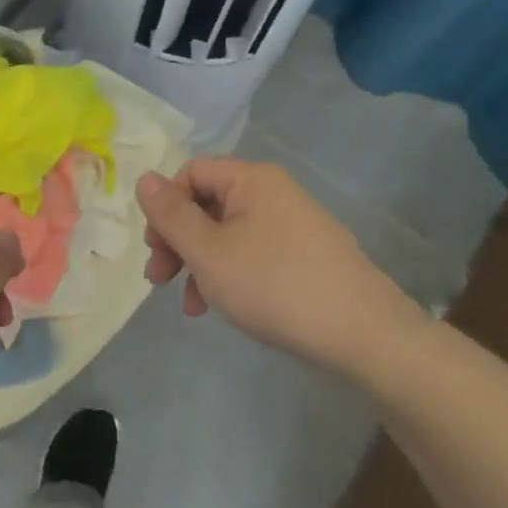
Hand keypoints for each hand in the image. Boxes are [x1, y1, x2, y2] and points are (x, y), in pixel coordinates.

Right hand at [137, 158, 424, 369]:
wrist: (363, 333)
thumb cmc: (273, 285)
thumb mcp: (208, 252)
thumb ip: (171, 215)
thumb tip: (144, 178)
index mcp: (251, 180)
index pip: (191, 173)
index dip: (165, 207)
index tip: (154, 249)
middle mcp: (274, 192)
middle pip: (207, 203)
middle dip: (177, 241)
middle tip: (160, 280)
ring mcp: (294, 224)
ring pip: (227, 233)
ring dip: (199, 263)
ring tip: (192, 305)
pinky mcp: (306, 255)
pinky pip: (253, 252)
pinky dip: (229, 274)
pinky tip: (222, 307)